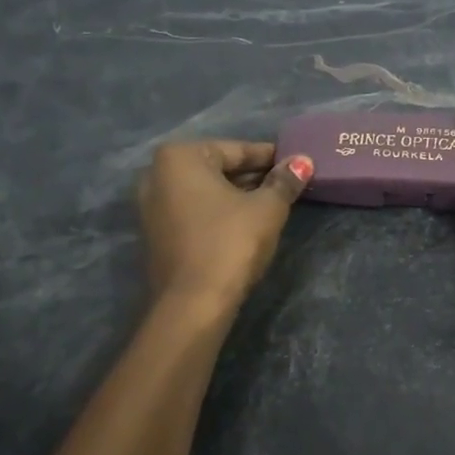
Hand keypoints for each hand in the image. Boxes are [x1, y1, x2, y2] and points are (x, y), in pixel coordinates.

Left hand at [137, 141, 312, 307]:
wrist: (193, 304)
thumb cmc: (230, 243)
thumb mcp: (267, 208)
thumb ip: (284, 181)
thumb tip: (303, 162)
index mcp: (179, 157)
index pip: (237, 150)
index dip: (271, 158)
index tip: (296, 164)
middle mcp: (157, 174)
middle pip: (218, 169)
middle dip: (253, 177)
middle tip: (287, 185)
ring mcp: (151, 206)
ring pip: (205, 192)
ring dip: (237, 196)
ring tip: (272, 204)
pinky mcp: (156, 234)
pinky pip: (194, 212)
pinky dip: (218, 213)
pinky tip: (245, 224)